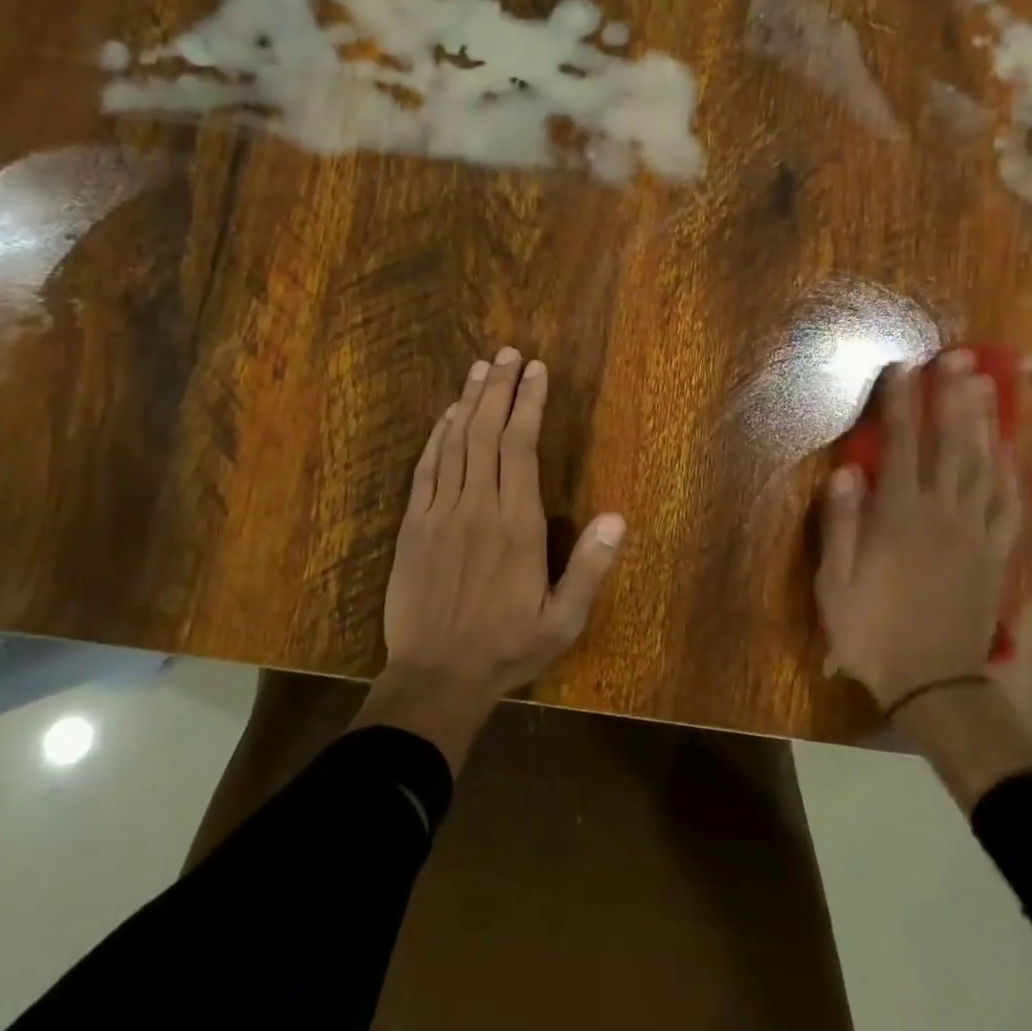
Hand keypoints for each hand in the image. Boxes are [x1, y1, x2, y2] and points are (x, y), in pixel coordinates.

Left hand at [359, 347, 625, 768]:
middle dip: (500, 387)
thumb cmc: (506, 648)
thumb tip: (618, 517)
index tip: (537, 371)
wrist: (435, 678)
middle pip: (486, 431)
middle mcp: (477, 507)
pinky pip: (426, 469)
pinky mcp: (413, 525)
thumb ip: (589, 568)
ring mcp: (440, 513)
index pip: (521, 446)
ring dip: (469, 400)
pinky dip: (437, 436)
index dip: (529, 403)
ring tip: (482, 367)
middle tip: (510, 352)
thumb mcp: (562, 621)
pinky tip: (447, 415)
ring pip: (455, 442)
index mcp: (516, 525)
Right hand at [816, 353, 1022, 710]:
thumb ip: (841, 524)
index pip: (901, 448)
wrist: (934, 684)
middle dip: (953, 398)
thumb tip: (846, 471)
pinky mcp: (999, 555)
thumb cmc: (872, 632)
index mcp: (899, 518)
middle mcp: (943, 515)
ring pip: (987, 467)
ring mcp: (978, 533)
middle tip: (960, 358)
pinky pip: (1014, 505)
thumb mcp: (835, 583)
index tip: (903, 368)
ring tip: (987, 384)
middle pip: (952, 446)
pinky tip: (1015, 448)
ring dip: (986, 422)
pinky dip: (1017, 472)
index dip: (901, 405)